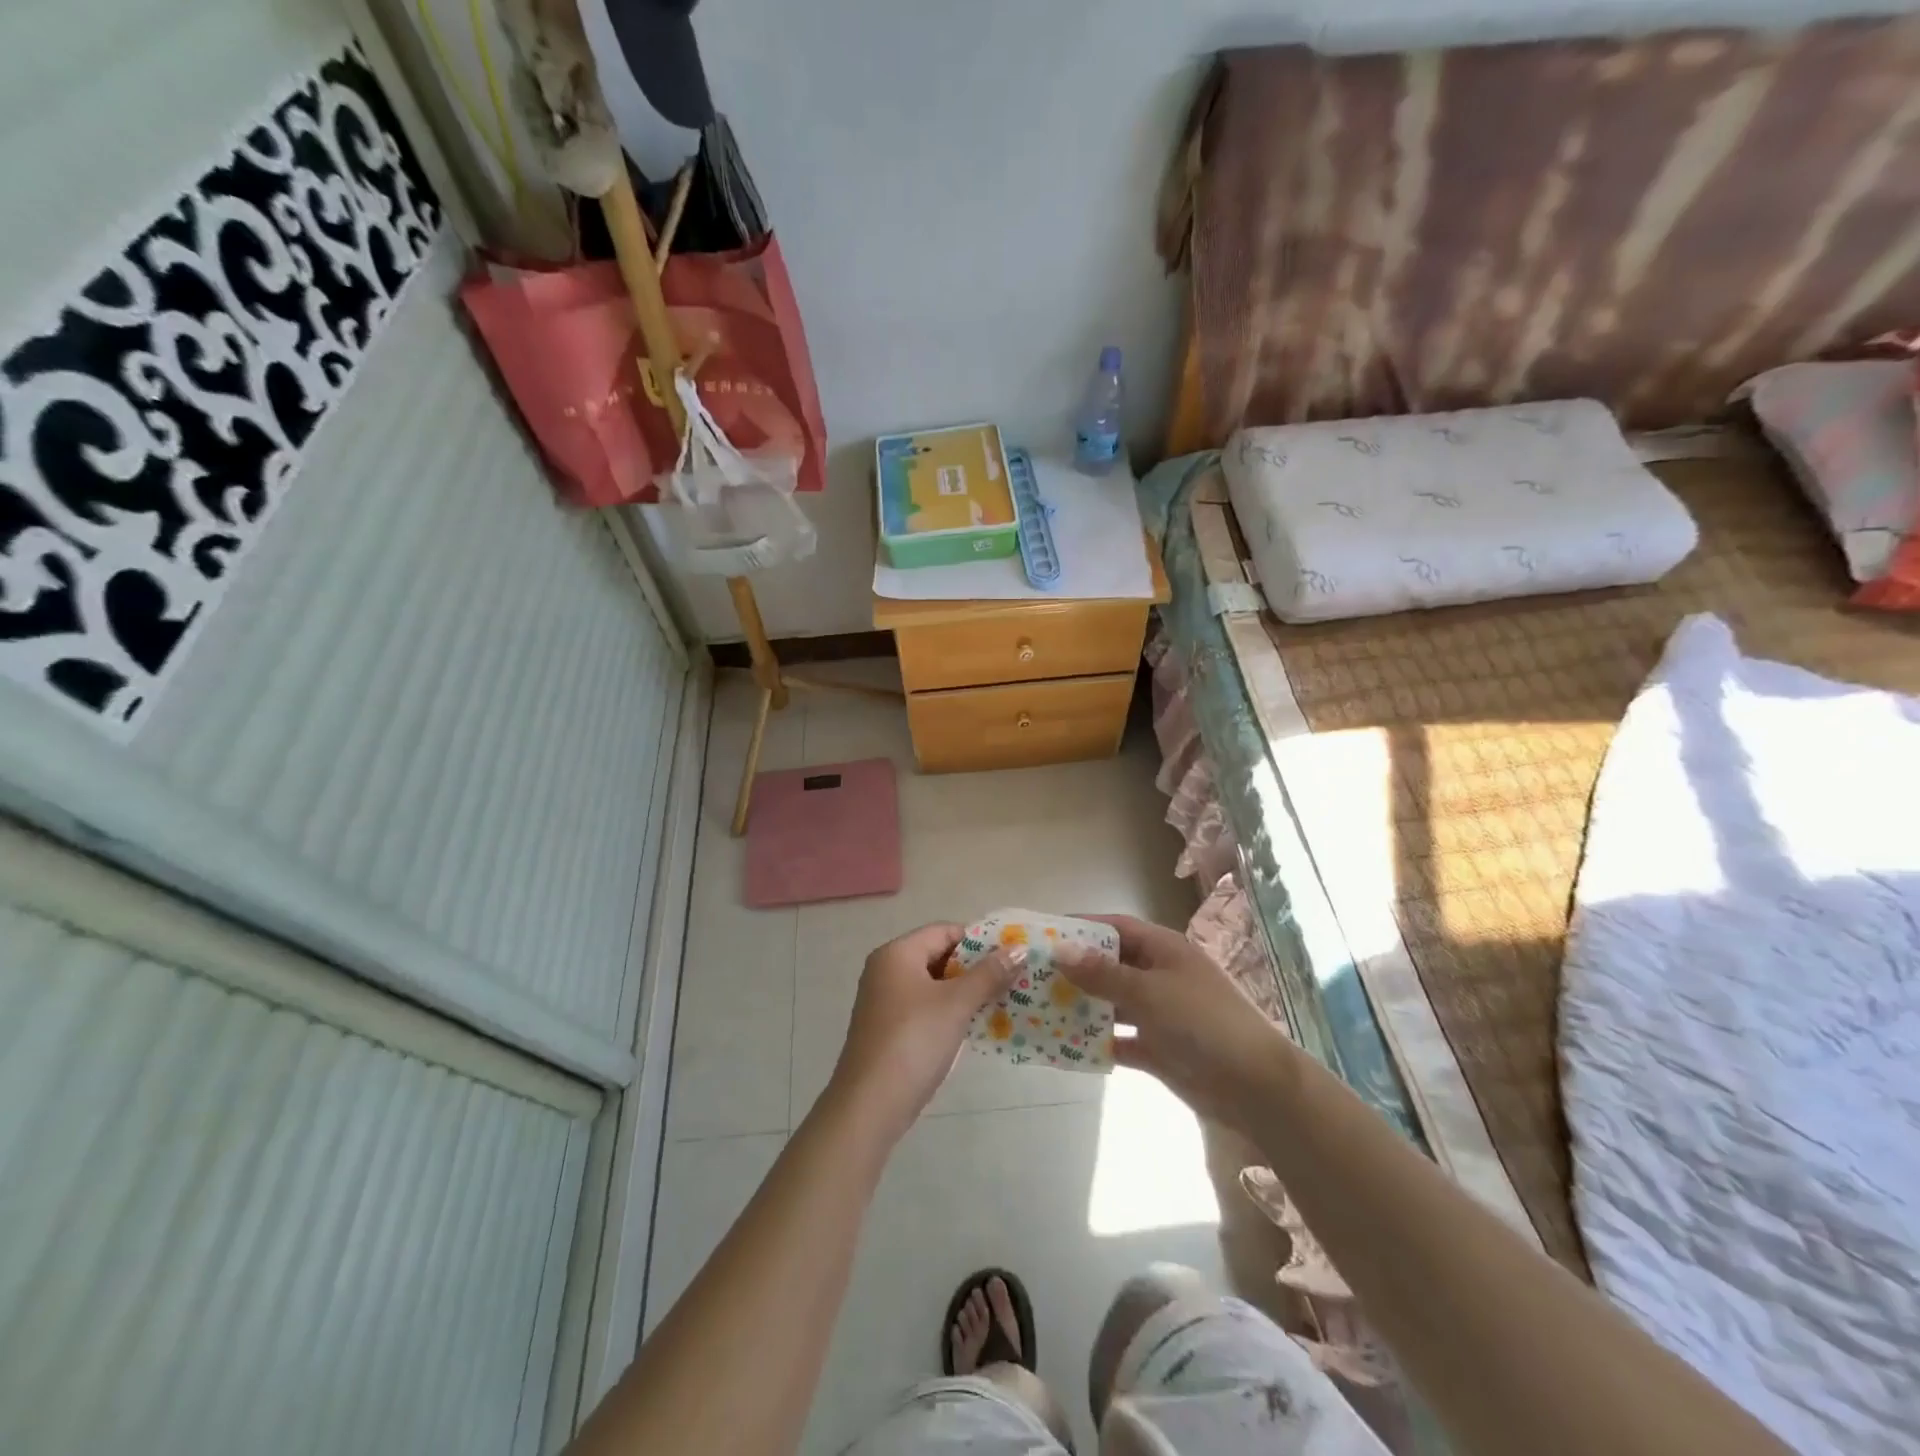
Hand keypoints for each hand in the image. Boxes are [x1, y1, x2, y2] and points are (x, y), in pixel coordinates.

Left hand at [826, 923, 1023, 1141]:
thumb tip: (1019, 949)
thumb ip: (989, 974)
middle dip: (975, 968)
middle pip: (938, 957)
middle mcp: (886, 970)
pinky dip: (948, 1013)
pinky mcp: (887, 1029)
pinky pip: (924, 1009)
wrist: (870, 1105)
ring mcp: (884, 1001)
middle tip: (1011, 980)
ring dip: (965, 993)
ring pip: (933, 986)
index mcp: (897, 954)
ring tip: (1001, 1003)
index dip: (978, 941)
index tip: (1009, 956)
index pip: (944, 931)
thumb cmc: (914, 1041)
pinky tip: (974, 1028)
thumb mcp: (956, 1004)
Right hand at [1057, 914, 1293, 1134]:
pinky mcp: (1159, 1048)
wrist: (1255, 1087)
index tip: (1044, 933)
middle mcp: (1159, 975)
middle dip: (1075, 970)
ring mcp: (1160, 1012)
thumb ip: (1103, 974)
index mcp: (1163, 949)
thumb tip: (1060, 950)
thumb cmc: (1203, 1022)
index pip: (1115, 928)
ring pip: (1112, 1003)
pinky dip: (1097, 1042)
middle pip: (1110, 965)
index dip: (1081, 927)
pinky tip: (1067, 1047)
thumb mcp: (1149, 992)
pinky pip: (1120, 1039)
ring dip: (1083, 1006)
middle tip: (1033, 976)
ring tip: (1040, 1009)